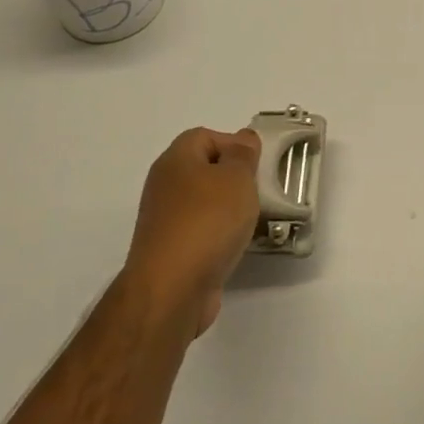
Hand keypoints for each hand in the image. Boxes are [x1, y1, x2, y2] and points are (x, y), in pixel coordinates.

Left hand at [126, 127, 261, 336]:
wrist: (172, 288)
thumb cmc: (208, 221)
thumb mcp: (237, 177)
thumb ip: (243, 155)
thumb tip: (243, 139)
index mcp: (175, 160)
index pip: (205, 136)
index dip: (233, 143)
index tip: (257, 163)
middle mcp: (165, 186)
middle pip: (204, 169)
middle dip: (234, 177)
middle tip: (259, 189)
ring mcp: (165, 220)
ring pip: (204, 202)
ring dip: (229, 208)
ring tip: (253, 219)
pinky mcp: (170, 250)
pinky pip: (201, 230)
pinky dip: (219, 233)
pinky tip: (236, 244)